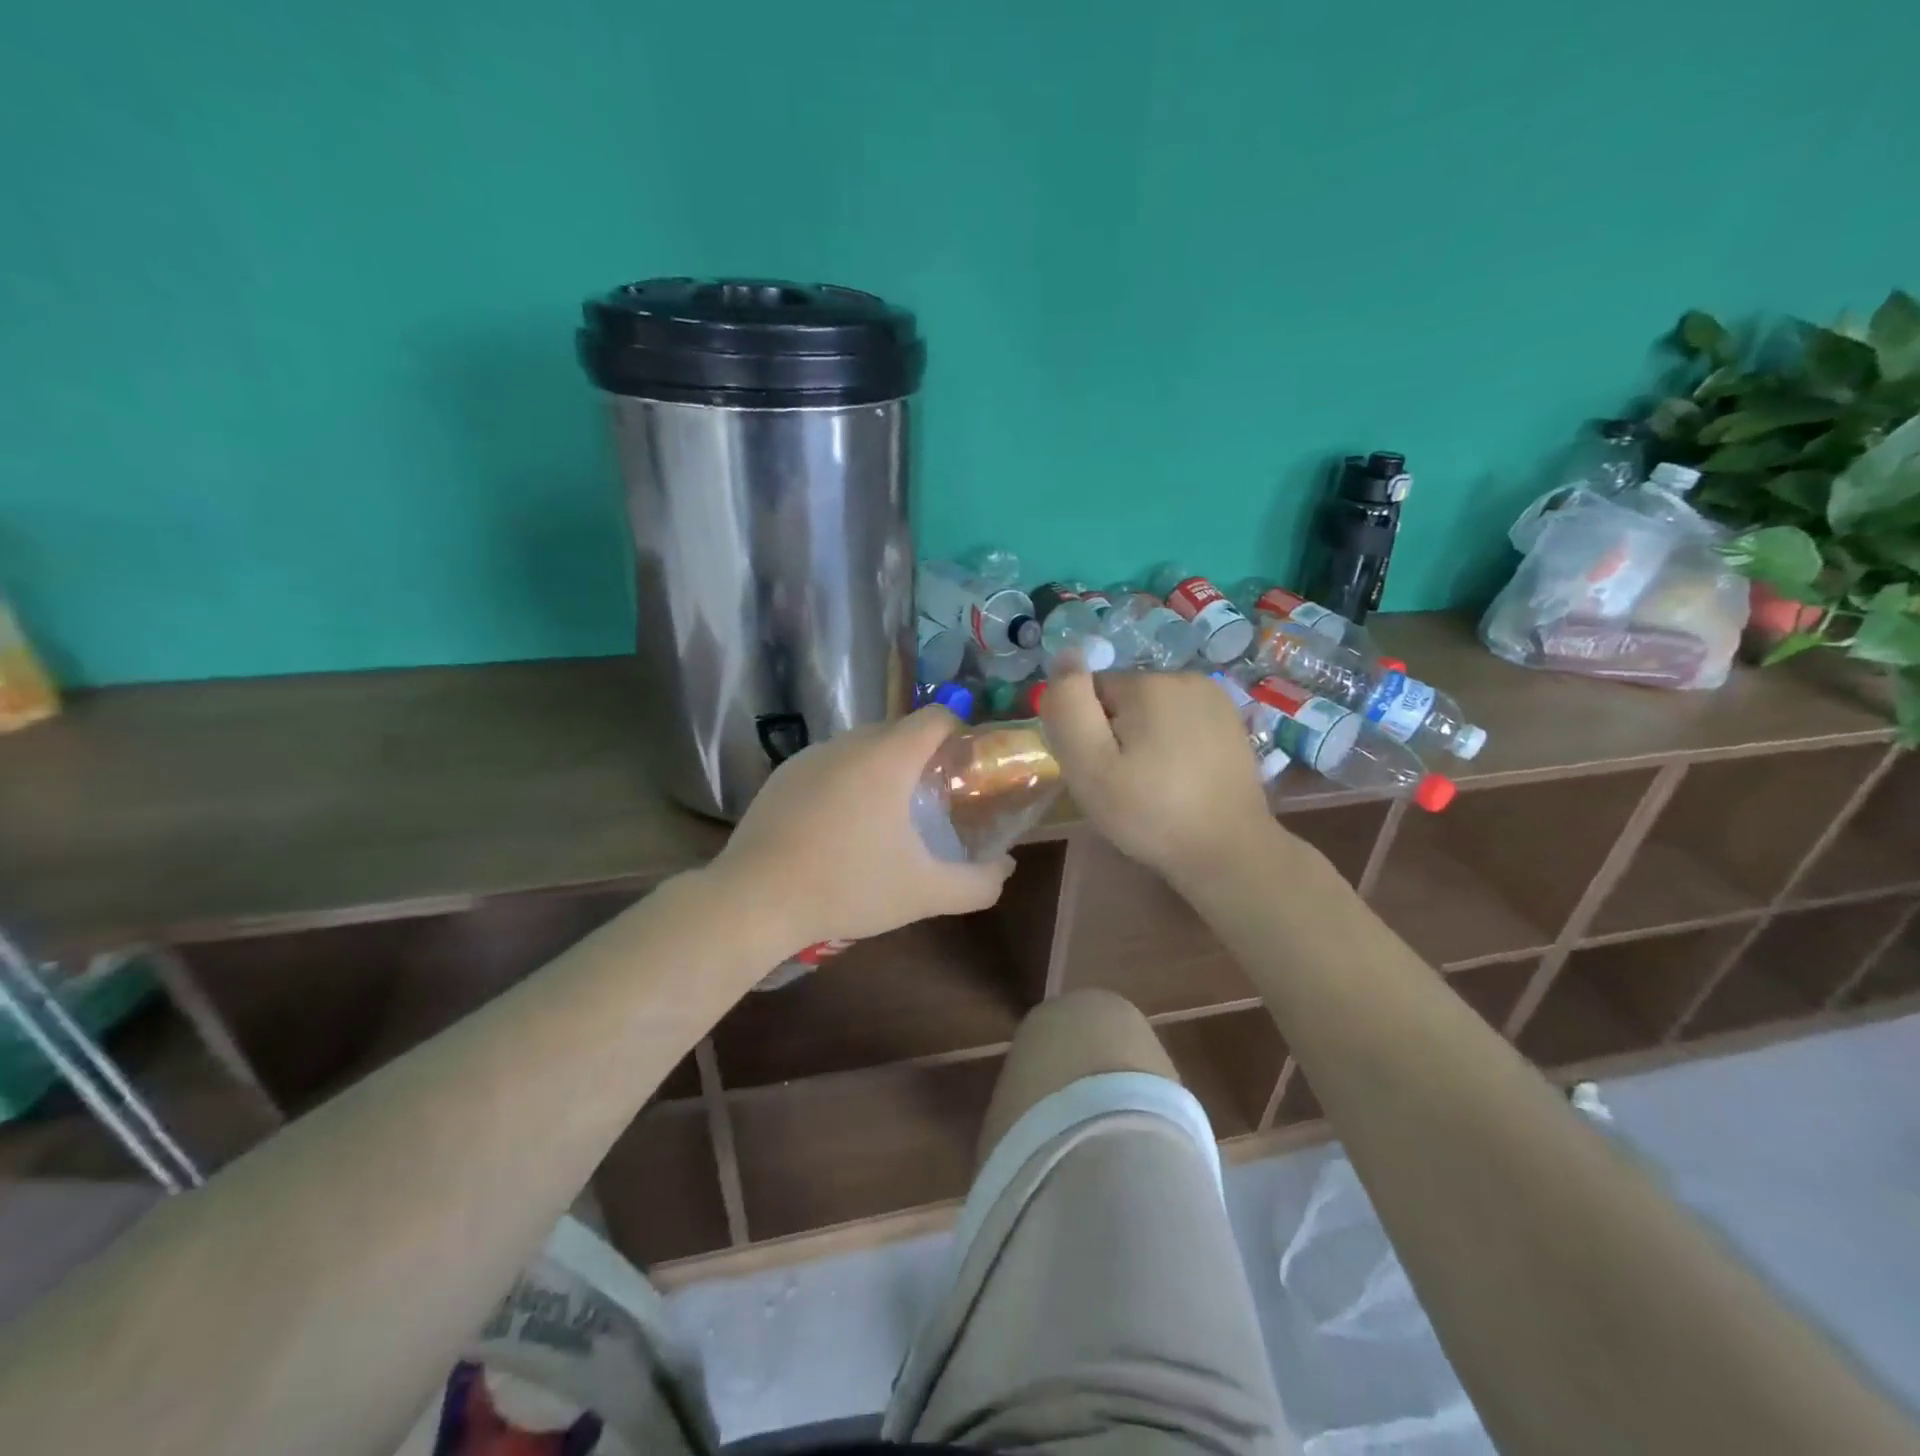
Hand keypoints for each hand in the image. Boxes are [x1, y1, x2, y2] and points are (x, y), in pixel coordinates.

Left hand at [710, 706, 1014, 952]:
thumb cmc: (848, 886)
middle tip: (930, 805)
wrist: (754, 899)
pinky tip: (837, 829)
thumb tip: (1006, 868)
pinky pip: (829, 765)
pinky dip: (845, 783)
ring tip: (883, 820)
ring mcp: (810, 755)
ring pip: (862, 747)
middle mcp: (849, 742)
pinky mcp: (782, 774)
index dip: (959, 736)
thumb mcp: (924, 892)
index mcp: (888, 756)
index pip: (937, 716)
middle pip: (900, 731)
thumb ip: (978, 882)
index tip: (964, 774)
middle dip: (922, 759)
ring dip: (882, 771)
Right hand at [1040, 670, 1275, 888]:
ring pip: (1153, 711)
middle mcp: (1184, 677)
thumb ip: (1069, 707)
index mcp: (1148, 684)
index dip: (1086, 733)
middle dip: (1116, 734)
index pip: (1091, 693)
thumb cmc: (1149, 812)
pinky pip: (1182, 722)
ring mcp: (1215, 698)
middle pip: (1123, 700)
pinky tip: (1181, 779)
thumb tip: (1065, 655)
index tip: (1099, 771)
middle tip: (1123, 783)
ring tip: (1154, 784)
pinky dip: (1174, 745)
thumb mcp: (1090, 765)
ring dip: (1145, 739)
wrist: (1228, 851)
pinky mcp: (1231, 722)